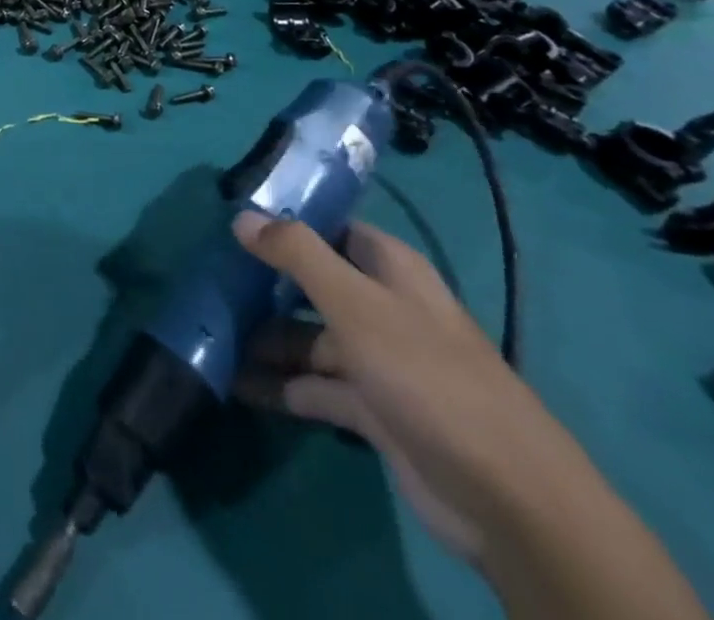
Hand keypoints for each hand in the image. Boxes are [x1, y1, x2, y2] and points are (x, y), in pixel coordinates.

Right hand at [229, 212, 578, 562]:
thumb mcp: (354, 303)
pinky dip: (278, 385)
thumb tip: (241, 215)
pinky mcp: (372, 410)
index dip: (284, 222)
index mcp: (389, 269)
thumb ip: (296, 254)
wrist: (505, 497)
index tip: (231, 221)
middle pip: (312, 284)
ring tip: (208, 335)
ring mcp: (377, 361)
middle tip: (207, 280)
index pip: (329, 229)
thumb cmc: (425, 375)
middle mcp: (382, 307)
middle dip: (263, 284)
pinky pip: (313, 387)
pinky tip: (234, 383)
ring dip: (264, 338)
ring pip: (308, 337)